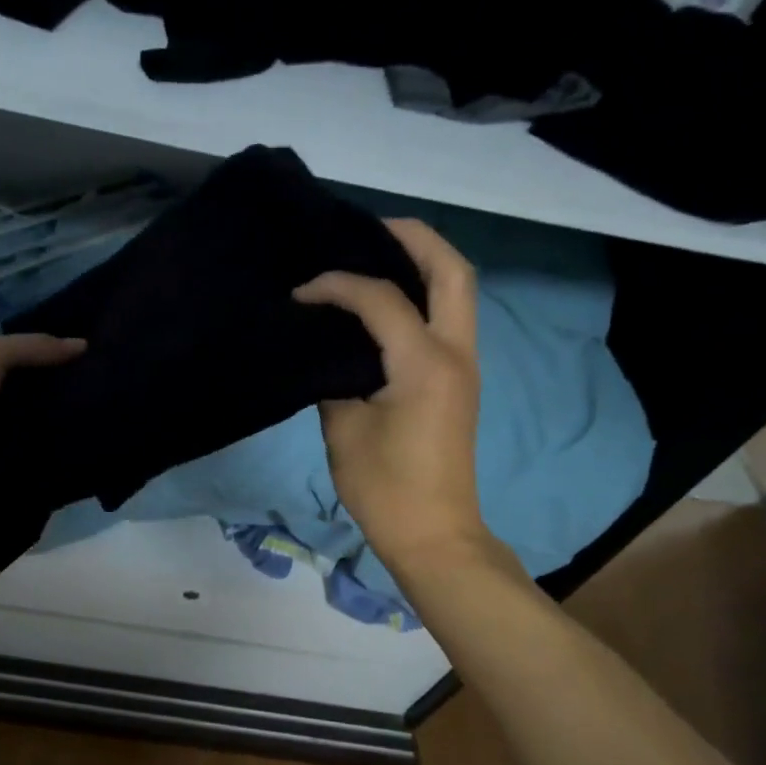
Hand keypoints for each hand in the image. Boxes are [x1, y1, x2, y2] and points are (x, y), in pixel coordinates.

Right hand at [293, 218, 497, 576]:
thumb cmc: (385, 488)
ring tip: (374, 255)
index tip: (301, 292)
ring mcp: (464, 365)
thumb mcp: (344, 429)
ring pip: (457, 290)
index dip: (338, 284)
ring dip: (423, 262)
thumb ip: (334, 377)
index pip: (381, 298)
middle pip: (451, 270)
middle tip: (366, 229)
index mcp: (424, 363)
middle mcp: (455, 352)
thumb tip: (327, 349)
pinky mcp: (458, 381)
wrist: (434, 535)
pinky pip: (447, 317)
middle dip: (413, 238)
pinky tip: (383, 302)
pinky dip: (422, 294)